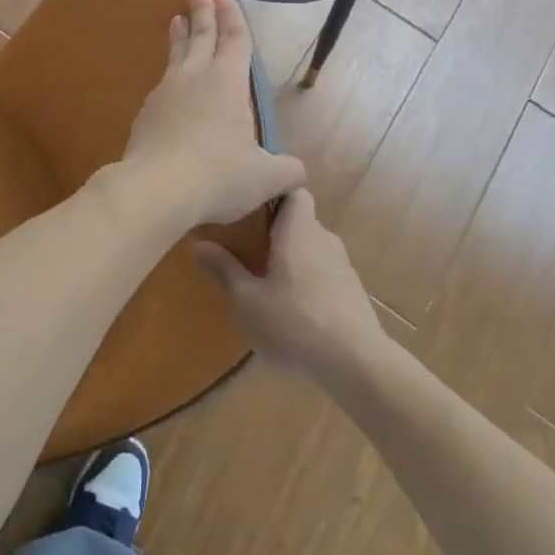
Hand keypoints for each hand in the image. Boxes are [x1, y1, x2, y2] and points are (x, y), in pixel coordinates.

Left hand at [119, 0, 304, 226]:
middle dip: (201, 10)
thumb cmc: (219, 175)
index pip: (234, 41)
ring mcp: (165, 94)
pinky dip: (167, 74)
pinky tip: (166, 83)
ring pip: (175, 56)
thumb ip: (286, 171)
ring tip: (175, 20)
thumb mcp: (265, 177)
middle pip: (200, 36)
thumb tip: (297, 172)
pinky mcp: (145, 115)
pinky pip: (161, 85)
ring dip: (179, 36)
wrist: (156, 189)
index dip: (232, 18)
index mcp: (227, 82)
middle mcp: (195, 78)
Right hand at [196, 189, 385, 384]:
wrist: (356, 364)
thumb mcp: (247, 300)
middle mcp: (324, 239)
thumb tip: (198, 243)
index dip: (273, 192)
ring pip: (311, 248)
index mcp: (299, 230)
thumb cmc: (294, 323)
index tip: (248, 205)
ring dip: (290, 257)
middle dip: (274, 230)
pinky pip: (323, 271)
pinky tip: (291, 306)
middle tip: (244, 245)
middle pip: (300, 220)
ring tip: (263, 277)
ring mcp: (342, 266)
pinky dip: (306, 278)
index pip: (293, 190)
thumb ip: (224, 269)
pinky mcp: (351, 291)